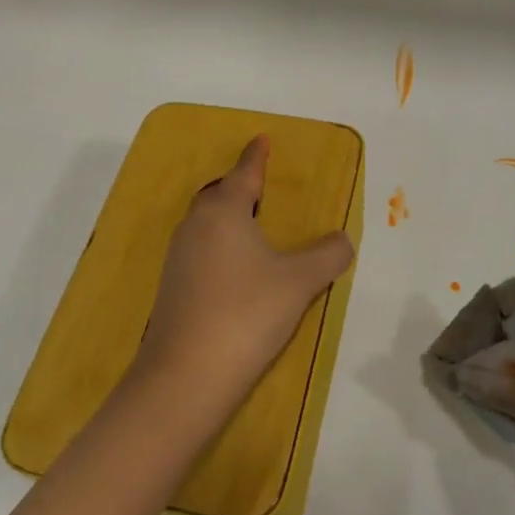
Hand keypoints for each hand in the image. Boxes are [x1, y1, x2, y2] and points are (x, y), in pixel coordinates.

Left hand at [138, 136, 355, 403]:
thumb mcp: (299, 281)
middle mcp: (196, 225)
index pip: (244, 172)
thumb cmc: (247, 312)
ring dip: (230, 220)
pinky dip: (222, 248)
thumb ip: (327, 255)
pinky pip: (202, 251)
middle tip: (264, 188)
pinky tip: (237, 270)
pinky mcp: (172, 287)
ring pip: (208, 225)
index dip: (257, 156)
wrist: (187, 375)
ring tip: (255, 229)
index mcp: (223, 211)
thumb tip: (342, 240)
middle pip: (219, 195)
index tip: (262, 139)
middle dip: (240, 187)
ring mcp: (178, 257)